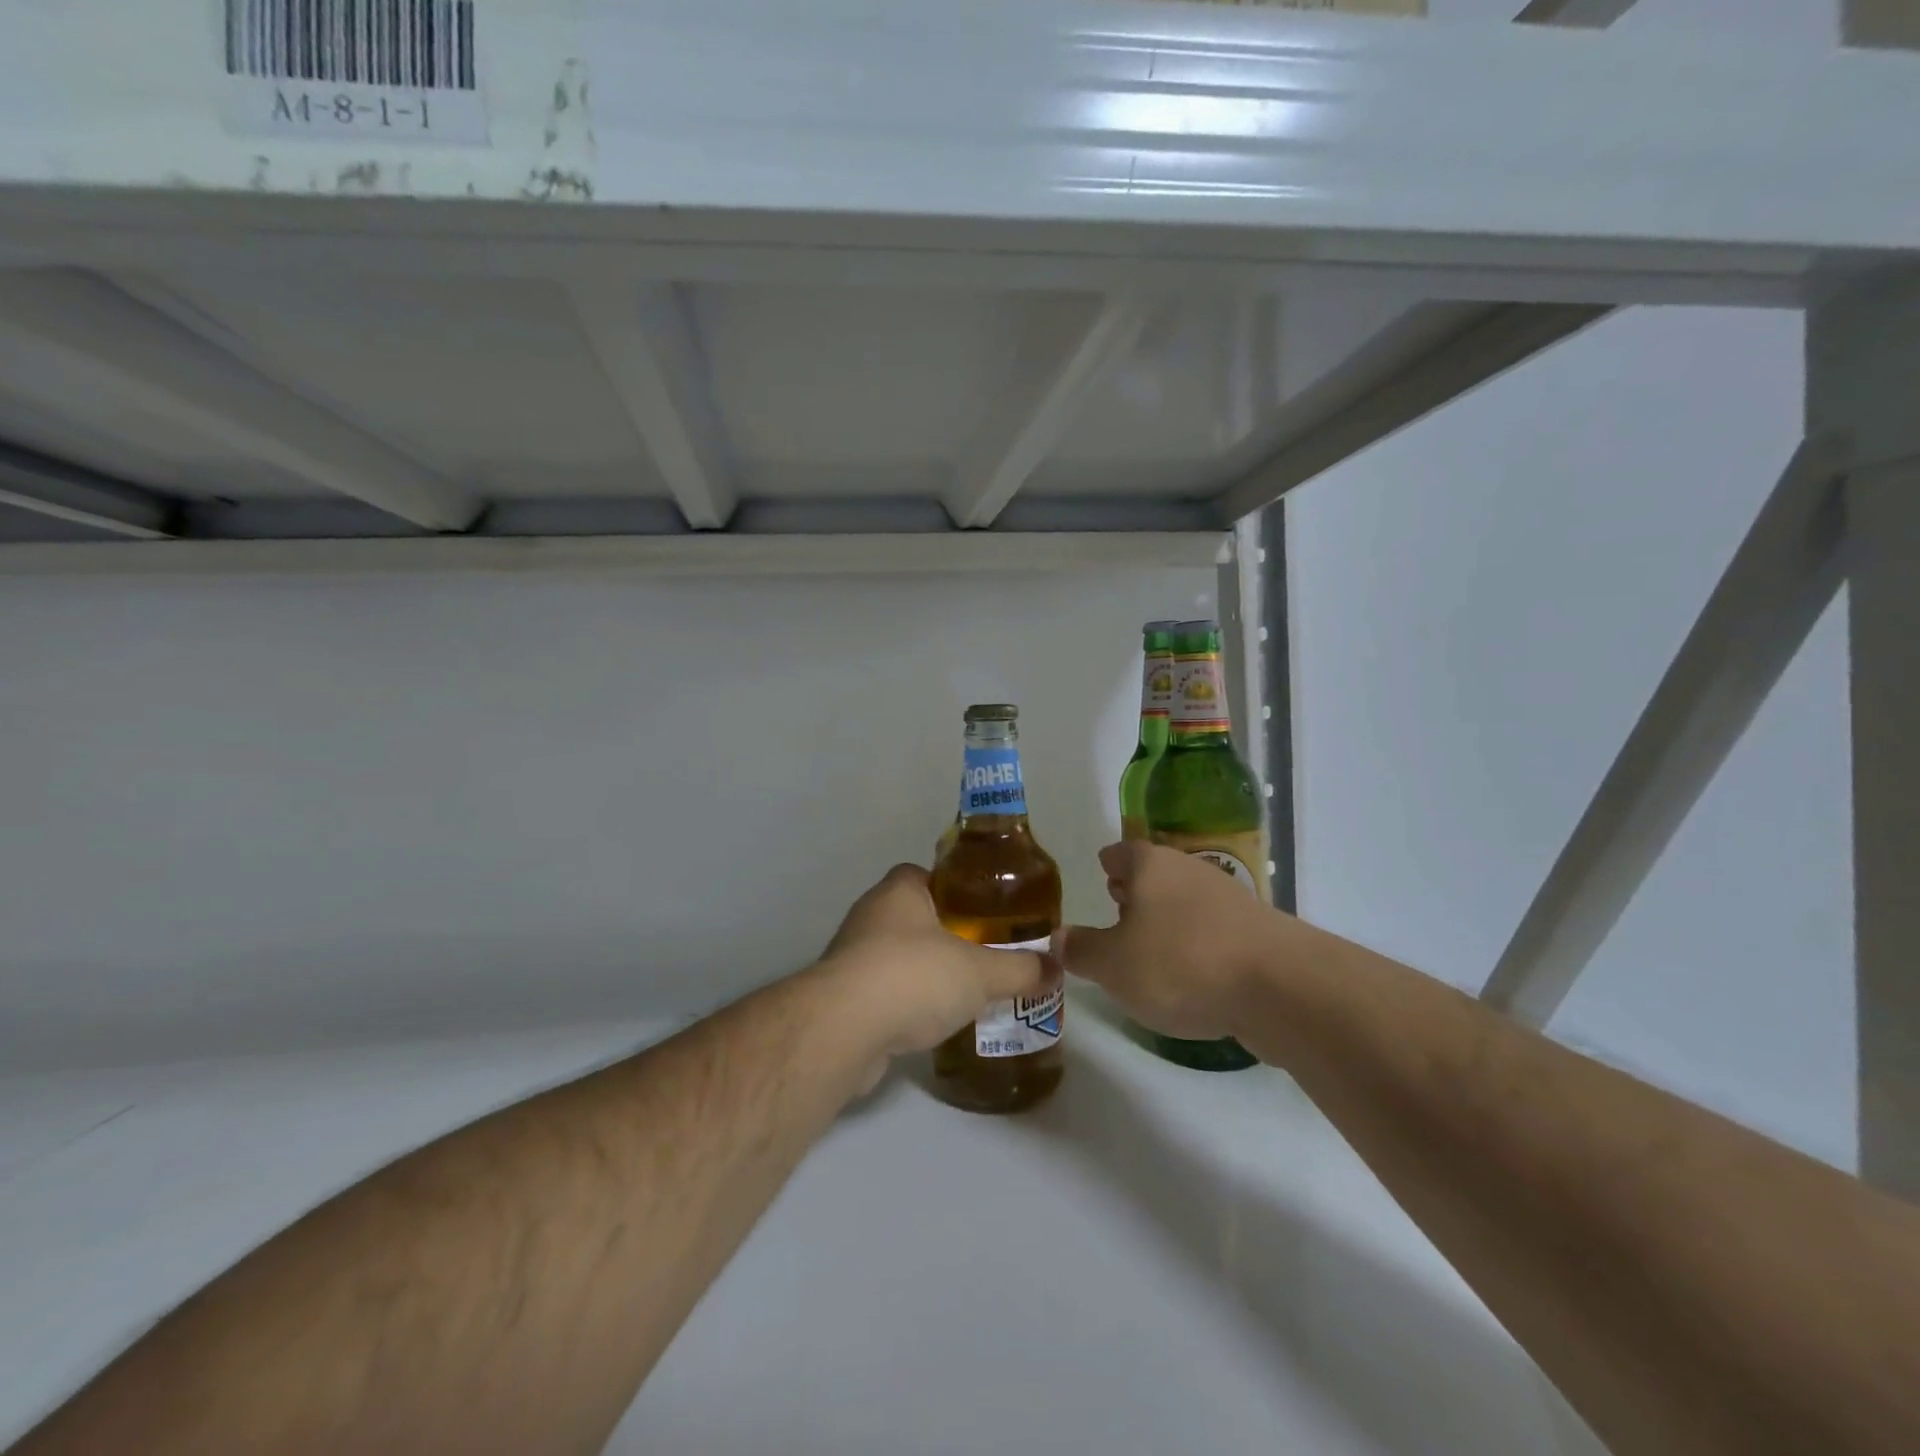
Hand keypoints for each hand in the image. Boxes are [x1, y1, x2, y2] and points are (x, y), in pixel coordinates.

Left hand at [817, 864, 1055, 1069]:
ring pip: (900, 956)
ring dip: (927, 971)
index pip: (928, 875)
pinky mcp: (845, 996)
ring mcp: (853, 956)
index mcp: (900, 891)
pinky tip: (934, 1022)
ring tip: (966, 992)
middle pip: (916, 917)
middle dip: (948, 935)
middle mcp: (871, 915)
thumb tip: (1055, 969)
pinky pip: (885, 991)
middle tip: (985, 954)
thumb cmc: (913, 977)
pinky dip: (908, 1002)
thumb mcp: (980, 971)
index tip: (985, 911)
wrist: (843, 1030)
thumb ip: (1020, 969)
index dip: (957, 889)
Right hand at [1057, 841, 1283, 1042]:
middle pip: (1156, 872)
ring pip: (1186, 899)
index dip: (1109, 862)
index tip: (1102, 870)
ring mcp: (1230, 898)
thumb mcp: (1113, 965)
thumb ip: (1081, 950)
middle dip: (1137, 887)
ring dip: (1168, 916)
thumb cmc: (1179, 963)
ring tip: (1151, 942)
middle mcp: (1190, 870)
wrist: (1280, 987)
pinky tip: (1192, 969)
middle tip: (1118, 904)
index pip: (1121, 852)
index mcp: (1151, 865)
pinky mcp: (1258, 931)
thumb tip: (1058, 938)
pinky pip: (1213, 928)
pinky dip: (1197, 940)